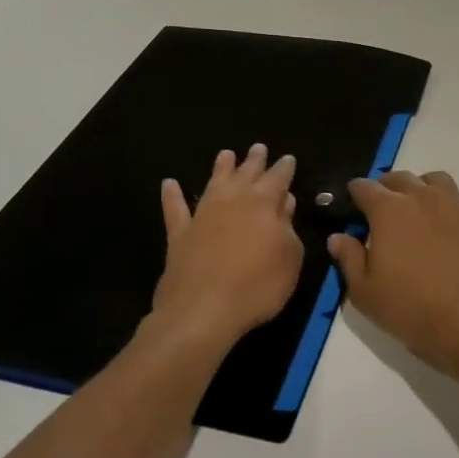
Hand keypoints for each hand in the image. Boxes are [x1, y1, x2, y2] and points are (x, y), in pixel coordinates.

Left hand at [150, 145, 302, 349]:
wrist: (203, 310)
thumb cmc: (257, 285)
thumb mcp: (290, 258)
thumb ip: (288, 228)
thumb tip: (284, 203)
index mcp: (264, 204)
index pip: (278, 179)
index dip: (284, 168)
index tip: (287, 158)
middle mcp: (233, 201)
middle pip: (246, 174)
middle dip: (254, 161)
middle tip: (259, 148)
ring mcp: (203, 215)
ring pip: (213, 183)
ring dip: (220, 168)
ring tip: (225, 154)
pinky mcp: (180, 234)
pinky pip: (175, 209)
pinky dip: (172, 196)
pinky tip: (169, 184)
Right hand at [327, 170, 458, 382]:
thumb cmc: (411, 308)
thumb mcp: (365, 293)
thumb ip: (349, 258)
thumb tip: (338, 236)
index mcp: (388, 210)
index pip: (364, 187)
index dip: (355, 194)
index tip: (353, 206)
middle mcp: (421, 196)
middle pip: (399, 178)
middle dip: (386, 189)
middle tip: (382, 210)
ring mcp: (455, 204)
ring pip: (435, 180)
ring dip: (421, 188)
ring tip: (418, 210)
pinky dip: (454, 204)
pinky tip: (452, 223)